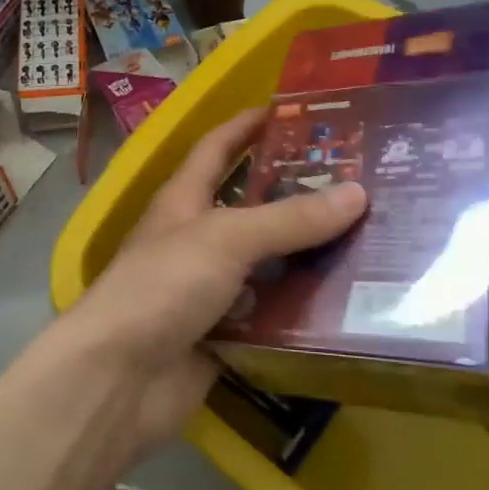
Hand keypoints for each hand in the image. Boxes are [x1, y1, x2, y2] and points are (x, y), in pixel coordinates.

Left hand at [55, 109, 367, 456]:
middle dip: (295, 192)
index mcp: (184, 199)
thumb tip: (357, 192)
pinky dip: (301, 309)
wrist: (119, 379)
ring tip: (369, 239)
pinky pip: (270, 315)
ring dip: (307, 255)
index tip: (293, 110)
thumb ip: (289, 218)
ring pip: (267, 263)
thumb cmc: (163, 286)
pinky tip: (347, 304)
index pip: (217, 147)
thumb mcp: (226, 238)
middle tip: (358, 181)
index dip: (248, 125)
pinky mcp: (223, 335)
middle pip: (251, 206)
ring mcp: (209, 289)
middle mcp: (197, 238)